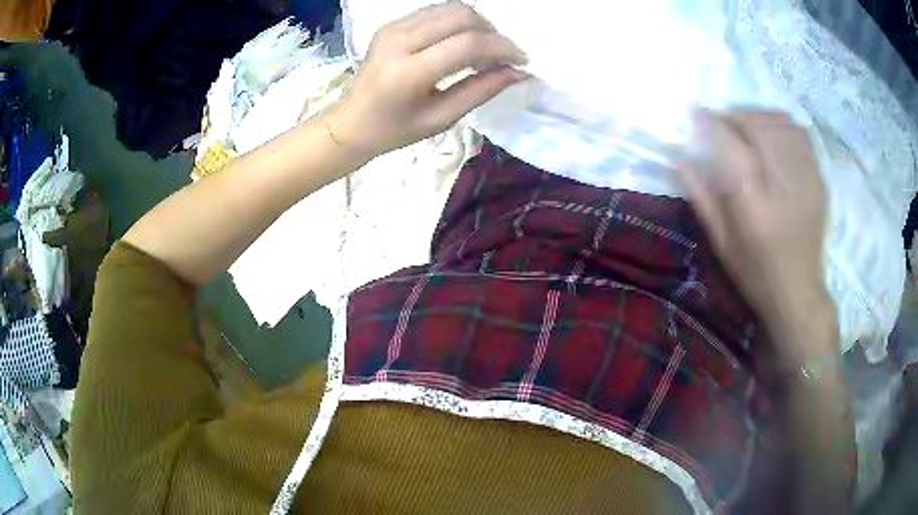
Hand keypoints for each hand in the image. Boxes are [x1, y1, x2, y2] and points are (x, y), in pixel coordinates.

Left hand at [327, 2, 527, 159]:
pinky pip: (436, 11)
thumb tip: (518, 72)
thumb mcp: (442, 118)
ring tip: (482, 52)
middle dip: (492, 33)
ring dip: (477, 25)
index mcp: (408, 72)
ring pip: (451, 8)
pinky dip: (458, 23)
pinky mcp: (392, 23)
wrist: (351, 122)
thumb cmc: (395, 129)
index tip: (521, 60)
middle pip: (462, 16)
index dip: (502, 48)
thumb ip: (481, 90)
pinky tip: (461, 43)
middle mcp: (399, 40)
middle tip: (500, 57)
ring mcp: (393, 27)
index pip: (467, 44)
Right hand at [677, 110, 835, 360]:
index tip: (696, 116)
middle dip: (735, 114)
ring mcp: (805, 178)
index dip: (710, 122)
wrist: (798, 292)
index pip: (729, 142)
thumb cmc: (756, 272)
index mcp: (753, 202)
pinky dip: (782, 126)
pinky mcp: (819, 180)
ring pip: (780, 123)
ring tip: (747, 126)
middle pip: (757, 123)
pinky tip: (773, 136)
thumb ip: (701, 197)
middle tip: (722, 121)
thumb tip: (680, 158)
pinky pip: (801, 135)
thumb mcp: (721, 242)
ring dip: (759, 116)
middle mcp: (782, 183)